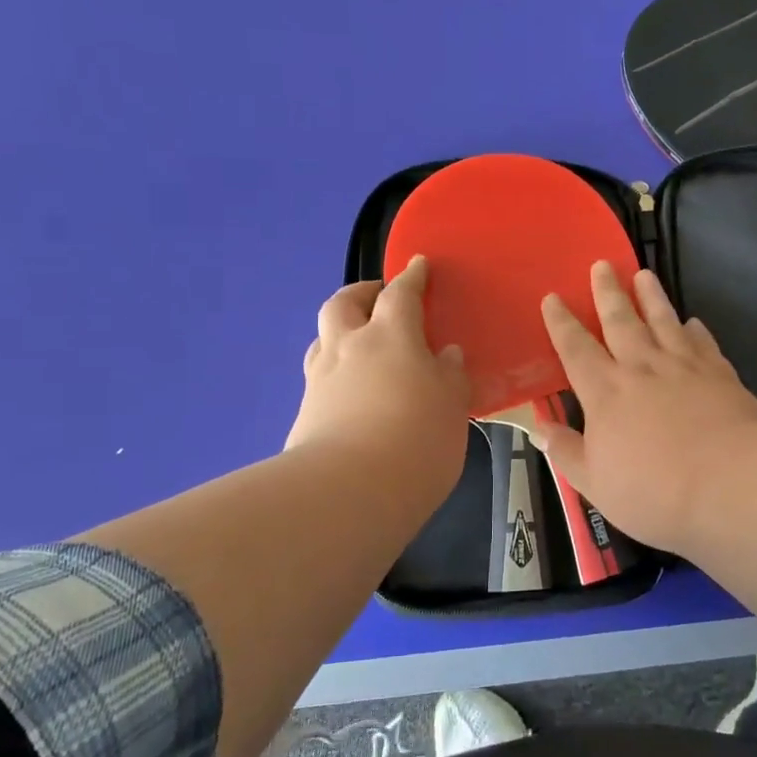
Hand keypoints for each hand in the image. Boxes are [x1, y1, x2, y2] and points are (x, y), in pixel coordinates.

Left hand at [285, 257, 470, 508]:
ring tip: (361, 346)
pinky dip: (336, 374)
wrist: (348, 490)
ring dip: (341, 332)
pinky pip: (320, 378)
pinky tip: (350, 394)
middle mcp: (350, 347)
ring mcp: (321, 380)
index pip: (401, 294)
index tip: (417, 265)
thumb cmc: (417, 438)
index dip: (411, 277)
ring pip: (323, 338)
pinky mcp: (304, 414)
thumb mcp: (452, 406)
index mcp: (391, 336)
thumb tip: (446, 355)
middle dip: (361, 293)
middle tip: (378, 299)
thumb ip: (450, 376)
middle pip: (343, 303)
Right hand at [534, 261, 756, 549]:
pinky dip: (695, 330)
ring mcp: (684, 366)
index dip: (561, 323)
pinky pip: (703, 343)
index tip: (552, 297)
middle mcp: (641, 368)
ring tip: (644, 273)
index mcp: (605, 392)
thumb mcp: (595, 483)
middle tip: (601, 264)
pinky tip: (693, 322)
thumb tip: (541, 428)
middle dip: (607, 292)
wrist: (730, 482)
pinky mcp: (720, 373)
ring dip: (651, 296)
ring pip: (662, 320)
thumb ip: (567, 452)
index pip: (575, 349)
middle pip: (620, 321)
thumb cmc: (654, 490)